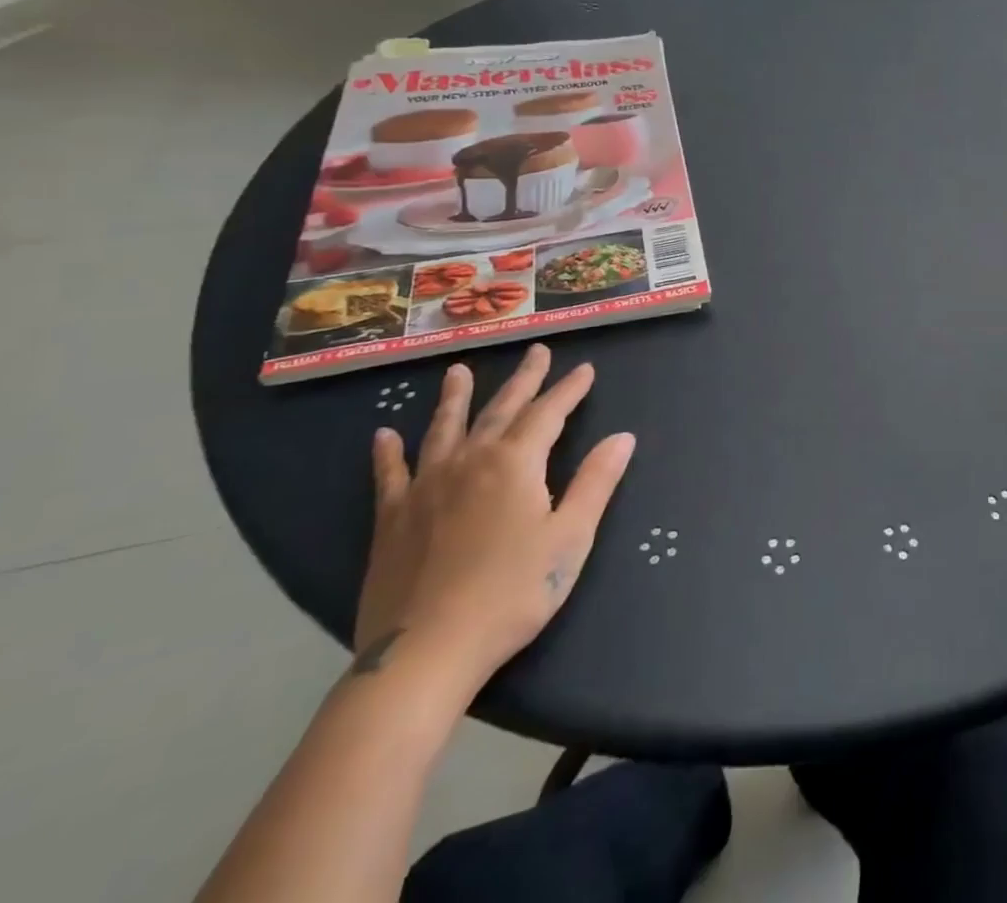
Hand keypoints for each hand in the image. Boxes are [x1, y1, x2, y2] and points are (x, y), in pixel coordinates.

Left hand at [355, 346, 633, 686]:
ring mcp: (425, 487)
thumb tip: (622, 437)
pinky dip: (388, 453)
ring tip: (458, 371)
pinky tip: (384, 435)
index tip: (585, 369)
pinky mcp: (392, 519)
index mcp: (515, 464)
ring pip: (444, 429)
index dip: (569, 390)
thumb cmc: (511, 593)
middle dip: (523, 379)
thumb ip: (596, 482)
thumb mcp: (570, 538)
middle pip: (501, 410)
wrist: (425, 653)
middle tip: (536, 352)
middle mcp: (470, 461)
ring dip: (455, 398)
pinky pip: (390, 475)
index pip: (549, 413)